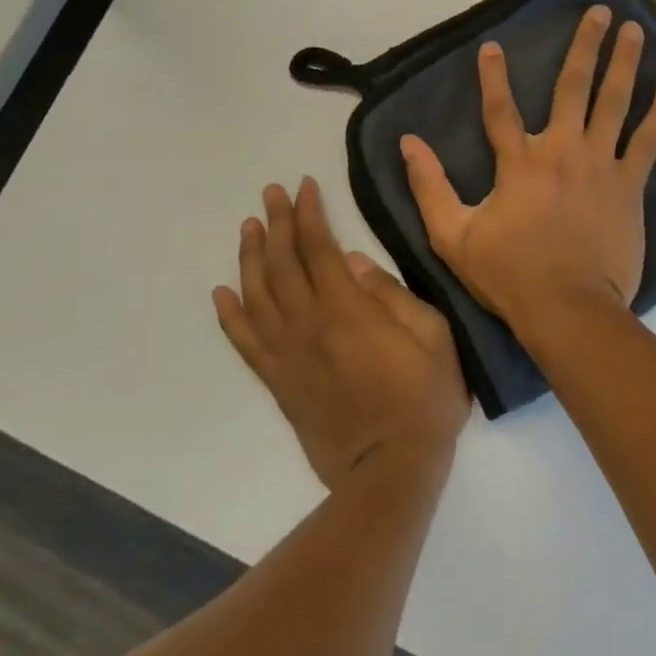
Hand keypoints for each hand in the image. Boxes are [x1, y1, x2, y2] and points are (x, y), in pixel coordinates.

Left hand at [214, 178, 468, 489]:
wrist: (389, 471)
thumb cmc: (424, 400)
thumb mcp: (433, 337)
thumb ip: (394, 295)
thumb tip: (356, 263)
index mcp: (348, 310)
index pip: (319, 248)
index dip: (309, 213)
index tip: (303, 185)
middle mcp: (308, 325)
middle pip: (283, 263)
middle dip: (277, 222)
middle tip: (270, 193)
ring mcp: (288, 355)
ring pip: (257, 295)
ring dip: (251, 257)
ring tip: (249, 228)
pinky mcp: (278, 382)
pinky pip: (245, 342)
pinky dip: (230, 315)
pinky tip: (221, 292)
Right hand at [400, 6, 655, 339]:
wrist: (569, 308)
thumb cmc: (509, 274)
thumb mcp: (452, 235)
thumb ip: (429, 186)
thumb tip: (409, 143)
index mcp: (518, 162)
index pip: (500, 108)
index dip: (494, 75)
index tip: (494, 45)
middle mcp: (561, 149)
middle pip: (572, 86)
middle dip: (585, 45)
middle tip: (600, 12)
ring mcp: (599, 163)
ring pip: (613, 102)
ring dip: (623, 63)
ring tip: (635, 30)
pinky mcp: (628, 184)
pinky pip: (648, 140)